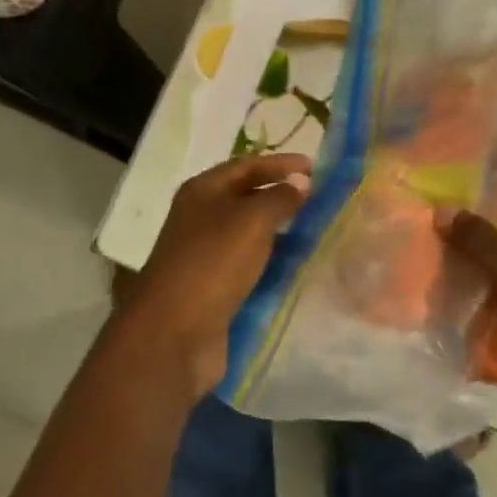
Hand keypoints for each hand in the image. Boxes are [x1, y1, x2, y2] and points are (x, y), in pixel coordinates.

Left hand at [118, 153, 311, 394]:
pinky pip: (250, 265)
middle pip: (247, 197)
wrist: (175, 333)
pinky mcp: (214, 287)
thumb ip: (280, 198)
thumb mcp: (251, 221)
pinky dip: (273, 262)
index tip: (317, 168)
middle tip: (322, 200)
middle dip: (283, 196)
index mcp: (203, 191)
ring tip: (318, 231)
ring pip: (250, 233)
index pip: (247, 165)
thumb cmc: (212, 263)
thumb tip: (301, 182)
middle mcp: (201, 217)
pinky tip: (298, 266)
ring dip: (281, 231)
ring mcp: (206, 254)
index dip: (281, 164)